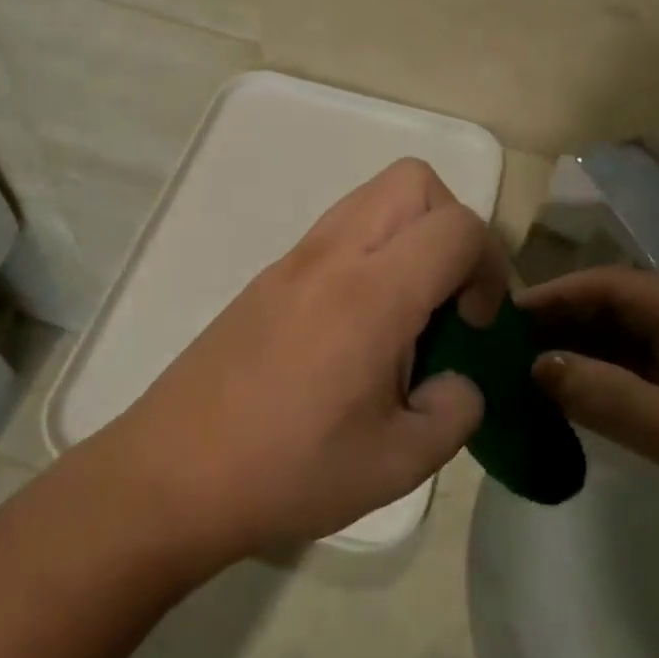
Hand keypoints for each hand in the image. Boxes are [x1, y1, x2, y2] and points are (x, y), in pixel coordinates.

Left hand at [101, 159, 504, 565]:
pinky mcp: (270, 275)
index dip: (488, 265)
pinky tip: (358, 326)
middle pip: (414, 181)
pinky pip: (340, 229)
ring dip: (409, 233)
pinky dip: (371, 251)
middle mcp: (333, 255)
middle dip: (451, 225)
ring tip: (406, 311)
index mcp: (372, 294)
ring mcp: (295, 259)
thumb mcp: (397, 465)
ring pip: (373, 196)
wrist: (170, 476)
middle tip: (447, 296)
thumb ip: (455, 413)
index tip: (473, 323)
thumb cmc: (287, 471)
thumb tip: (458, 381)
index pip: (457, 226)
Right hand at [520, 267, 658, 581]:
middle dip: (559, 325)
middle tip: (502, 351)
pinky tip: (572, 405)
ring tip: (524, 377)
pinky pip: (641, 376)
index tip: (501, 317)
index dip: (553, 296)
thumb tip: (538, 365)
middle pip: (612, 310)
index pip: (608, 286)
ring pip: (624, 344)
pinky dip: (604, 384)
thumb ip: (609, 398)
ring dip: (578, 355)